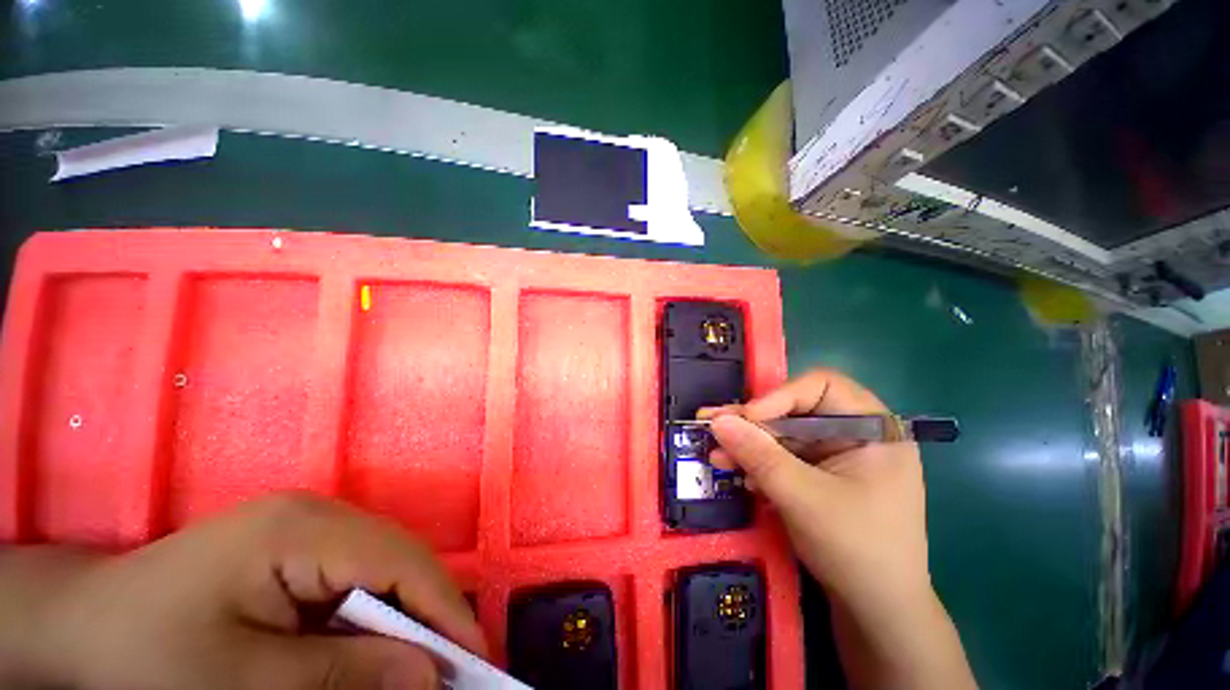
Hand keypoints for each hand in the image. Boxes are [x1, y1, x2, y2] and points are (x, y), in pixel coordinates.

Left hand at [0, 492, 485, 689]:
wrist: (82, 625)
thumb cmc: (150, 654)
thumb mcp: (244, 682)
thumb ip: (341, 676)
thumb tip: (427, 676)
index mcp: (302, 530)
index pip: (399, 562)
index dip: (442, 608)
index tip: (474, 661)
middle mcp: (318, 514)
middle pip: (398, 559)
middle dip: (427, 614)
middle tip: (450, 670)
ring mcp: (307, 525)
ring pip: (382, 567)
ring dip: (403, 617)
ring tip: (416, 665)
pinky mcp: (298, 545)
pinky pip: (356, 576)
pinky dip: (373, 615)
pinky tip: (370, 647)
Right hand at [701, 369, 927, 614]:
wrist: (877, 612)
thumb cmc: (856, 549)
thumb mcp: (803, 497)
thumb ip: (758, 455)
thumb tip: (717, 420)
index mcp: (873, 428)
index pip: (821, 386)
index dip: (780, 396)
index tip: (747, 418)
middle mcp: (856, 434)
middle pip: (795, 411)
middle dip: (752, 423)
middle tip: (712, 424)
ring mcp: (838, 455)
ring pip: (784, 435)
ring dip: (749, 444)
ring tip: (715, 453)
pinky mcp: (821, 475)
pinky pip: (785, 457)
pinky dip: (759, 462)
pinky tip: (736, 471)